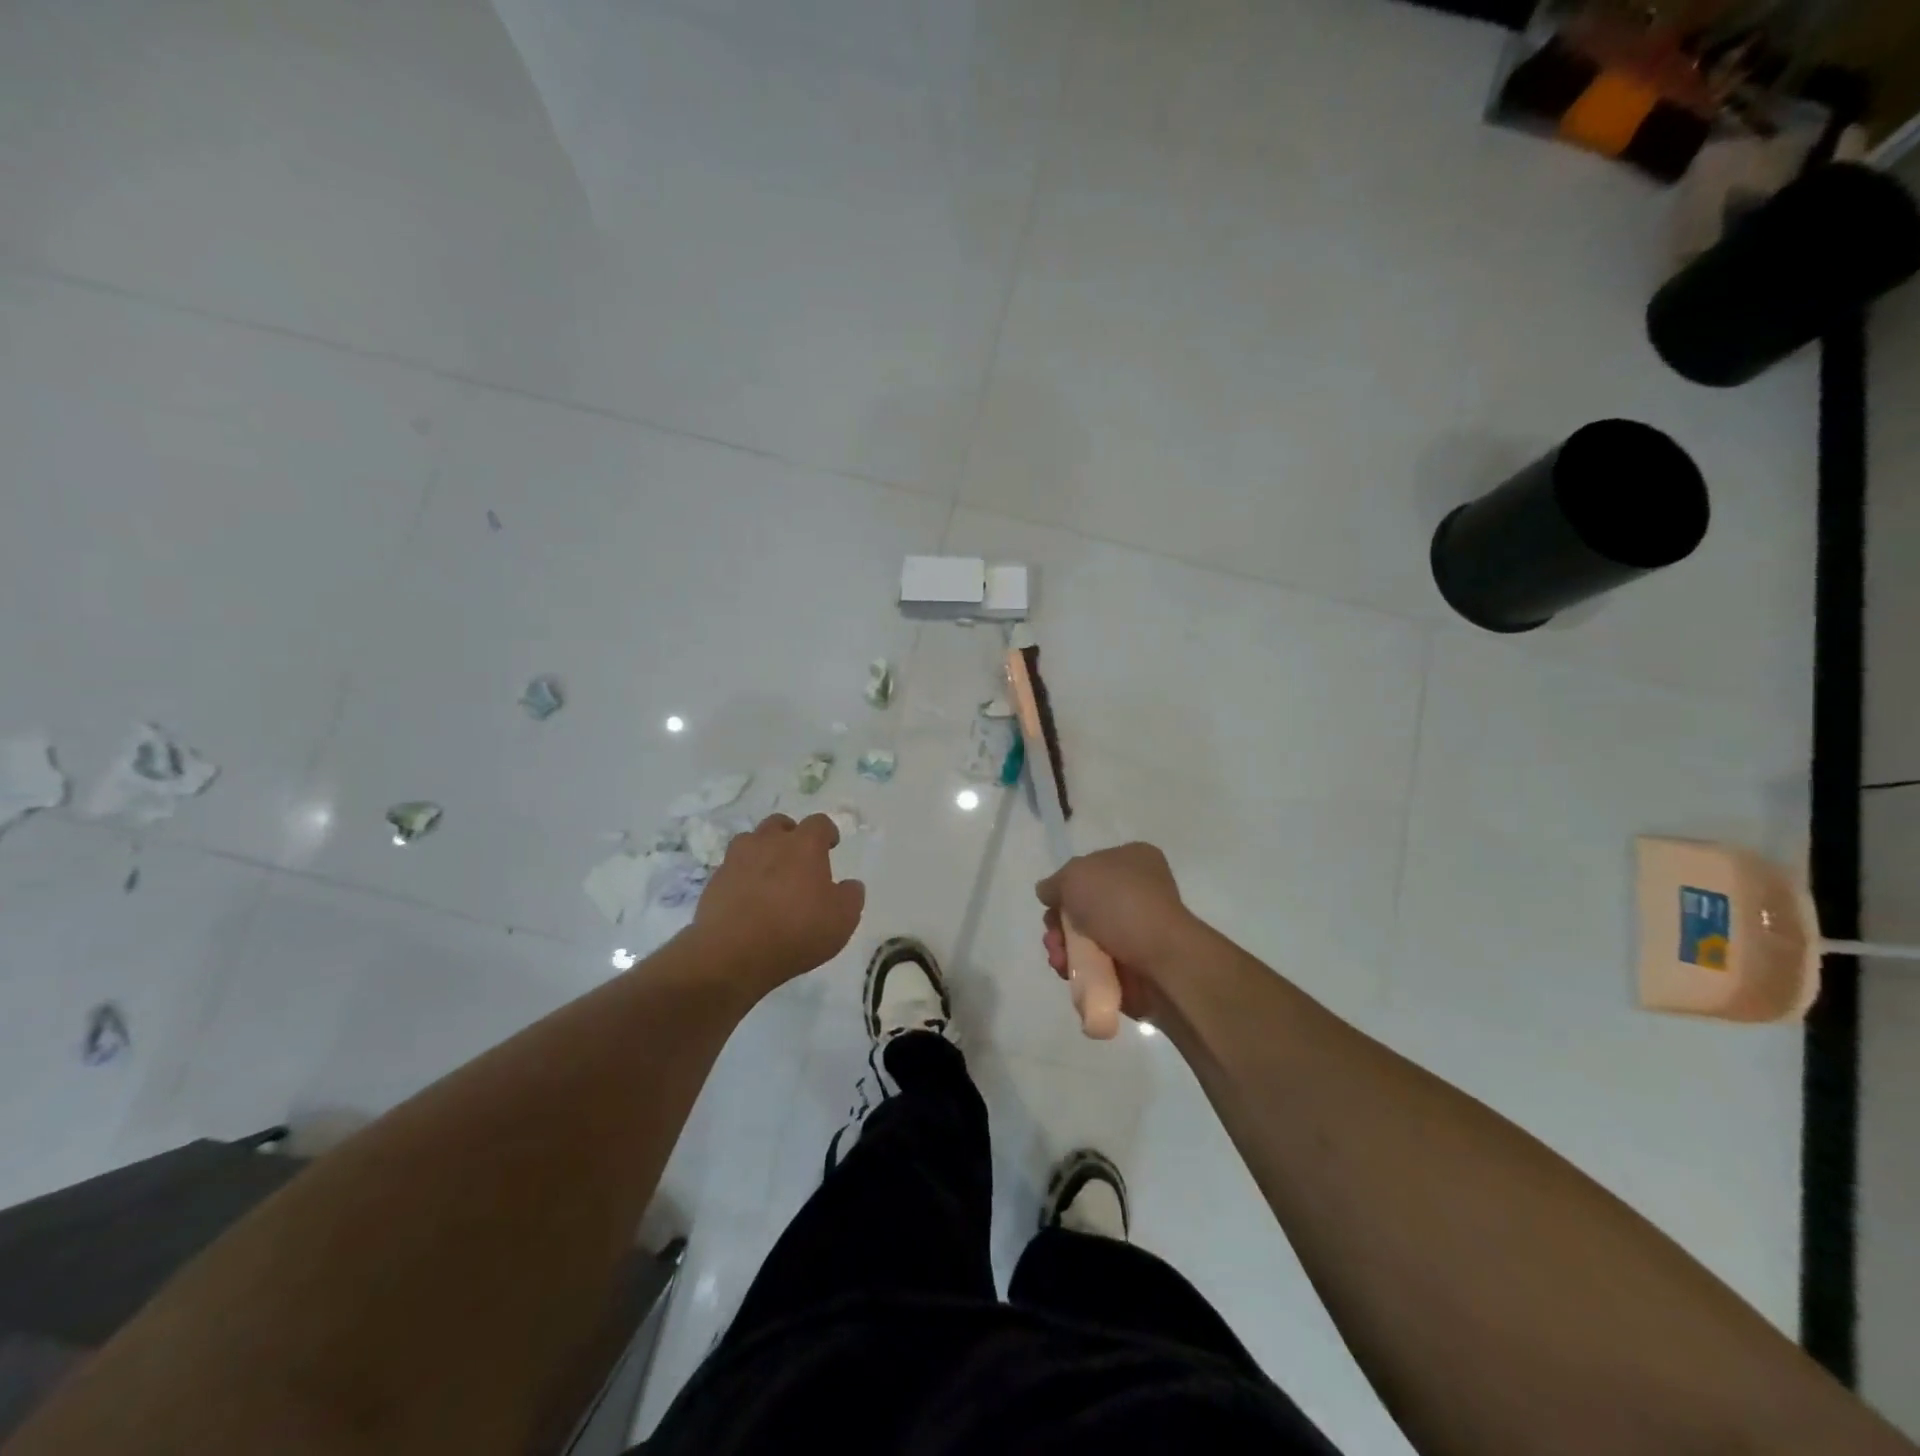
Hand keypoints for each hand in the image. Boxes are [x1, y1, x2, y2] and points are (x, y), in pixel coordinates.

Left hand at [694, 813, 865, 995]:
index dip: (827, 832)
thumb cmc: (796, 930)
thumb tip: (850, 885)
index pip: (819, 823)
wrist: (732, 953)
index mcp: (804, 845)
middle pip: (780, 824)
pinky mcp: (714, 881)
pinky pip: (732, 869)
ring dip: (762, 852)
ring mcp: (737, 859)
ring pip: (750, 841)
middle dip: (790, 835)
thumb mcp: (842, 919)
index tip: (831, 845)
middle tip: (798, 858)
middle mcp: (769, 842)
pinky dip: (742, 877)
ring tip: (769, 876)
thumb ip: (851, 896)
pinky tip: (748, 899)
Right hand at [1035, 843, 1199, 1024]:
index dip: (1066, 885)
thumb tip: (1048, 892)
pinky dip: (1077, 968)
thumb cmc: (1119, 904)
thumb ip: (1055, 882)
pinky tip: (1067, 971)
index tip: (1053, 902)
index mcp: (1133, 860)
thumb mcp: (1075, 875)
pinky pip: (1095, 965)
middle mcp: (1137, 892)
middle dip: (1059, 923)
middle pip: (1082, 906)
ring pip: (1084, 938)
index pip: (1090, 868)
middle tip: (1053, 935)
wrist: (1161, 960)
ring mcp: (1137, 931)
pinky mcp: (1134, 966)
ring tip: (1059, 958)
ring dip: (1062, 947)